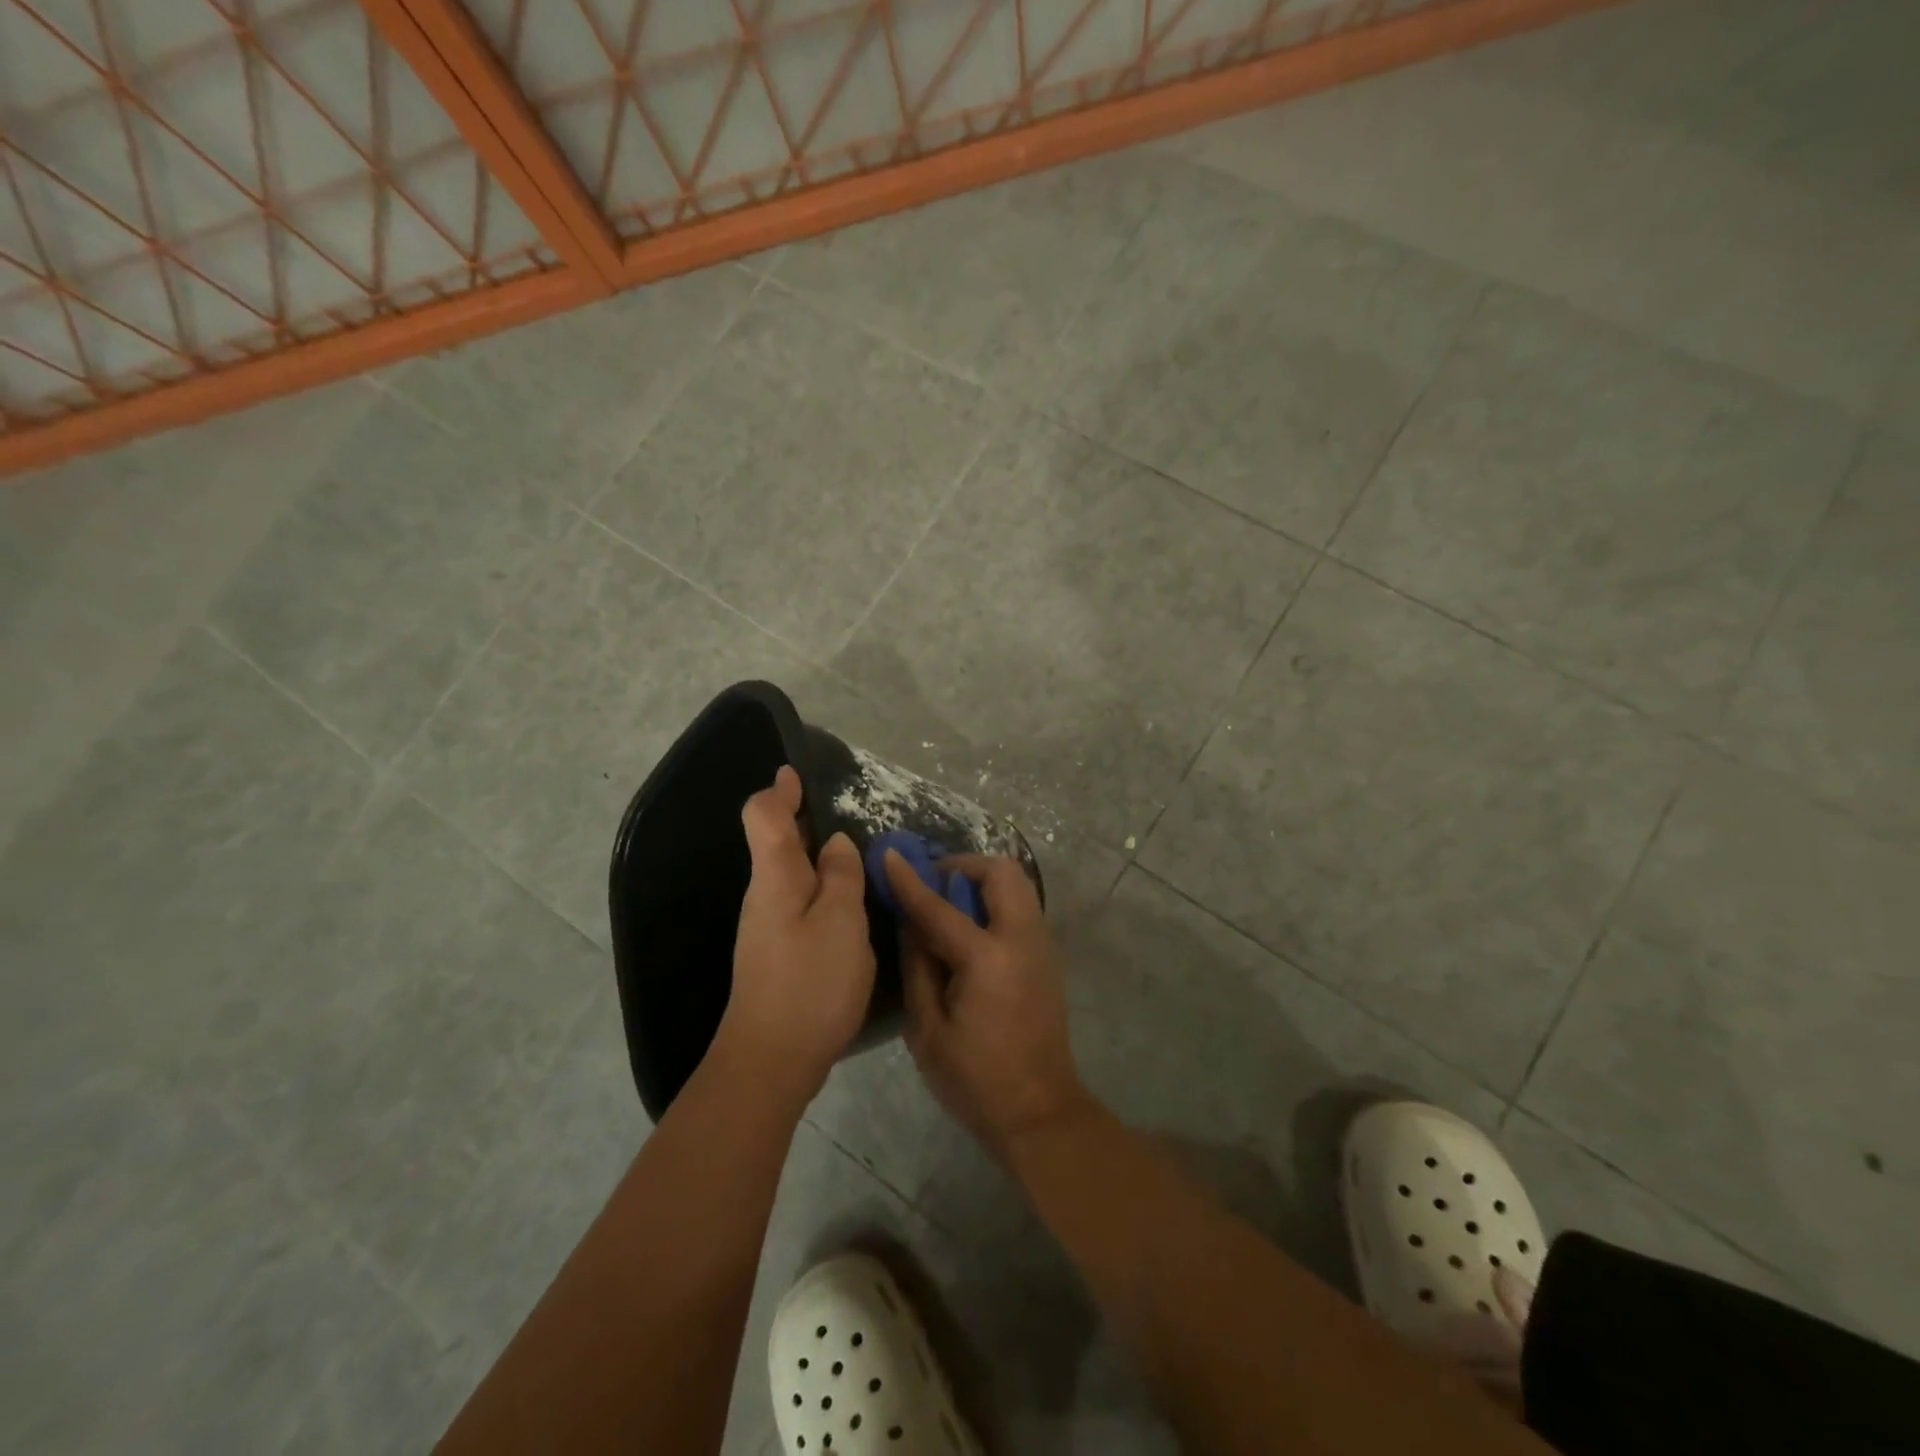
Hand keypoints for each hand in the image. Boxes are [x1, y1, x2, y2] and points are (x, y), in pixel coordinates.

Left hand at [719, 766, 875, 1103]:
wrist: (771, 1060)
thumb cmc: (810, 983)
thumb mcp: (842, 922)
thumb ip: (842, 876)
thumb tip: (837, 844)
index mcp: (776, 878)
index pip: (763, 818)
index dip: (778, 792)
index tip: (794, 774)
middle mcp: (765, 895)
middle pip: (777, 844)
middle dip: (806, 823)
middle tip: (849, 818)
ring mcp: (768, 927)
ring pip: (792, 876)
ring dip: (820, 859)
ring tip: (859, 859)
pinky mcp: (779, 953)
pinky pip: (801, 904)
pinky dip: (822, 890)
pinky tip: (850, 905)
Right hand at [883, 850, 1092, 1160]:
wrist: (1040, 1113)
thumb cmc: (976, 1080)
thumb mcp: (928, 1030)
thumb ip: (918, 968)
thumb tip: (911, 925)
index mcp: (988, 959)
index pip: (940, 907)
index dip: (910, 880)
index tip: (889, 854)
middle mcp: (1022, 940)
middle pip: (1001, 872)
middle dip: (964, 866)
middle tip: (934, 883)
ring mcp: (1042, 946)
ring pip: (1017, 885)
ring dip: (982, 882)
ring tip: (949, 906)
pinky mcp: (1047, 958)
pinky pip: (1021, 908)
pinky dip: (995, 902)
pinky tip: (971, 932)